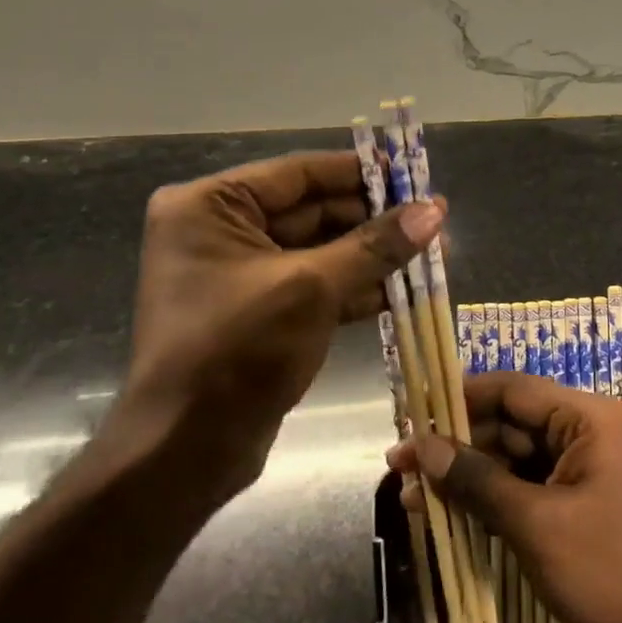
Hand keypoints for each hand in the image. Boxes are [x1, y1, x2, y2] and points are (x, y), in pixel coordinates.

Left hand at [108, 151, 441, 510]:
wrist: (187, 450)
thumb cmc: (238, 350)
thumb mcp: (311, 288)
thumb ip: (375, 245)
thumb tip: (434, 210)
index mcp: (210, 206)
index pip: (298, 173)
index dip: (359, 172)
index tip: (412, 173)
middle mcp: (220, 231)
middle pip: (312, 210)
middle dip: (373, 218)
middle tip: (433, 219)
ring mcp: (240, 274)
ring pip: (320, 250)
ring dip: (373, 255)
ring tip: (433, 252)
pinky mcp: (261, 312)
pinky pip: (315, 285)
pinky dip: (357, 286)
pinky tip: (405, 289)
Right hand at [388, 371, 621, 622]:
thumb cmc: (613, 573)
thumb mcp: (537, 524)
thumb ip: (477, 480)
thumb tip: (422, 447)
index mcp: (590, 418)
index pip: (513, 389)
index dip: (459, 399)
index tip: (411, 415)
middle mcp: (592, 434)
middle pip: (512, 424)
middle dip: (457, 446)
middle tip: (400, 469)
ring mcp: (592, 473)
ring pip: (518, 461)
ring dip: (470, 478)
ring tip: (411, 499)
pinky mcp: (589, 508)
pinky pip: (533, 490)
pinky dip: (495, 501)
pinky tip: (453, 517)